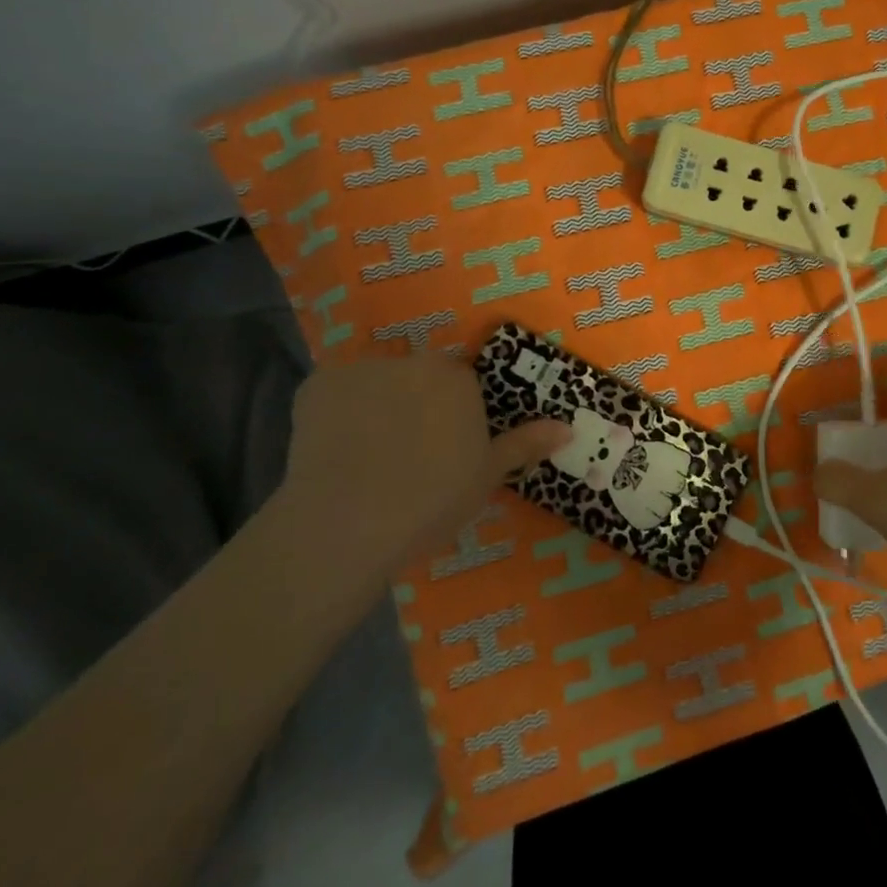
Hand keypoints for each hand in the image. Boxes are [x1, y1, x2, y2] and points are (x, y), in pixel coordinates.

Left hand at [279, 355, 569, 579]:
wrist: (348, 524)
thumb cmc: (431, 500)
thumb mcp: (487, 477)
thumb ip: (525, 444)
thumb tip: (568, 427)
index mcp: (458, 379)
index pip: (459, 387)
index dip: (450, 421)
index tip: (440, 454)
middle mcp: (414, 362)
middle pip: (417, 380)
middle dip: (413, 408)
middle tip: (402, 457)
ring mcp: (363, 370)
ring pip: (375, 386)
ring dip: (374, 409)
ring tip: (362, 460)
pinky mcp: (318, 385)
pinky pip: (333, 395)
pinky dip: (333, 416)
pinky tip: (331, 452)